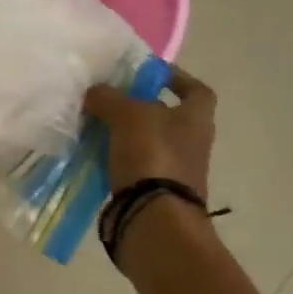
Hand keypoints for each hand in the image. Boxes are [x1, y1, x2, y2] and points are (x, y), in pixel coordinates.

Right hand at [84, 65, 216, 198]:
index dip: (177, 78)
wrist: (155, 219)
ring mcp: (176, 172)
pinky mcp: (156, 194)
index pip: (197, 90)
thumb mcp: (127, 114)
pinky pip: (135, 168)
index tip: (149, 74)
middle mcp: (192, 144)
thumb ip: (109, 98)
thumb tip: (95, 92)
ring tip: (95, 126)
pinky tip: (95, 155)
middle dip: (140, 107)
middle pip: (168, 117)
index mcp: (196, 119)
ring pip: (148, 143)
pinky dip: (118, 160)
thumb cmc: (152, 155)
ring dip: (125, 135)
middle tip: (109, 99)